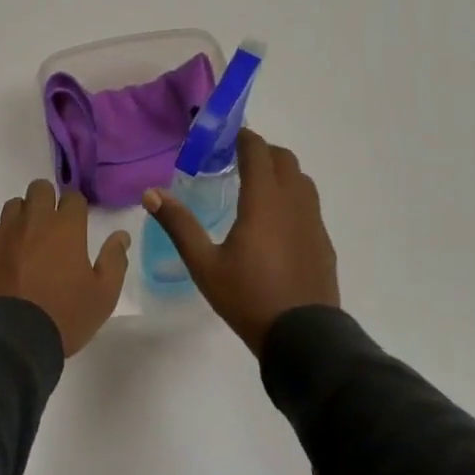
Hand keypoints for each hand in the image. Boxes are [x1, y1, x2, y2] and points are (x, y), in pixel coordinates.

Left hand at [0, 180, 129, 356]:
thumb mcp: (103, 295)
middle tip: (53, 226)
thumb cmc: (64, 316)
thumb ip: (115, 260)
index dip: (76, 208)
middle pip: (39, 189)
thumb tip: (120, 235)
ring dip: (23, 216)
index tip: (78, 224)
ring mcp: (4, 234)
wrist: (12, 341)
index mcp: (66, 227)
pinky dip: (0, 237)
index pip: (73, 197)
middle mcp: (33, 221)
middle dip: (48, 200)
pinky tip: (6, 257)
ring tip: (28, 241)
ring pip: (13, 206)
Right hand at [143, 129, 338, 354]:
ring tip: (257, 188)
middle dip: (262, 151)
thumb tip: (151, 193)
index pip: (258, 151)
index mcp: (264, 201)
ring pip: (301, 180)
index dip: (243, 137)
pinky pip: (309, 204)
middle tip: (237, 161)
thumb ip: (179, 225)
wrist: (304, 338)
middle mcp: (293, 202)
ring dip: (281, 172)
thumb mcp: (205, 264)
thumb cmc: (249, 297)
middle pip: (284, 158)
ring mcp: (313, 221)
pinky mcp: (323, 241)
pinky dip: (293, 197)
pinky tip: (277, 222)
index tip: (226, 136)